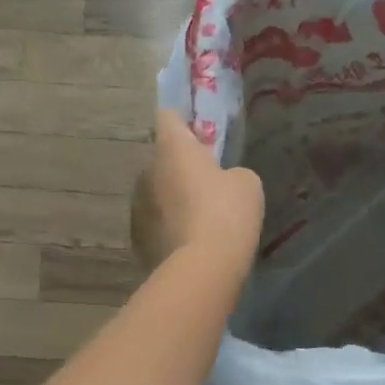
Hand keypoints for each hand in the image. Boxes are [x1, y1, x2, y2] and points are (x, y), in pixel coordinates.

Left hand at [132, 111, 264, 275]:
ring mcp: (138, 205)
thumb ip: (231, 172)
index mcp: (173, 148)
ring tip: (200, 217)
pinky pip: (156, 222)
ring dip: (174, 197)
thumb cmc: (227, 213)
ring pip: (158, 191)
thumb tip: (222, 182)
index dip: (185, 122)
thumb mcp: (247, 183)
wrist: (203, 268)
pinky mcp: (138, 237)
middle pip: (164, 158)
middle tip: (210, 182)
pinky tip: (190, 241)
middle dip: (182, 166)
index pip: (169, 116)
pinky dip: (170, 226)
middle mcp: (147, 170)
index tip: (202, 135)